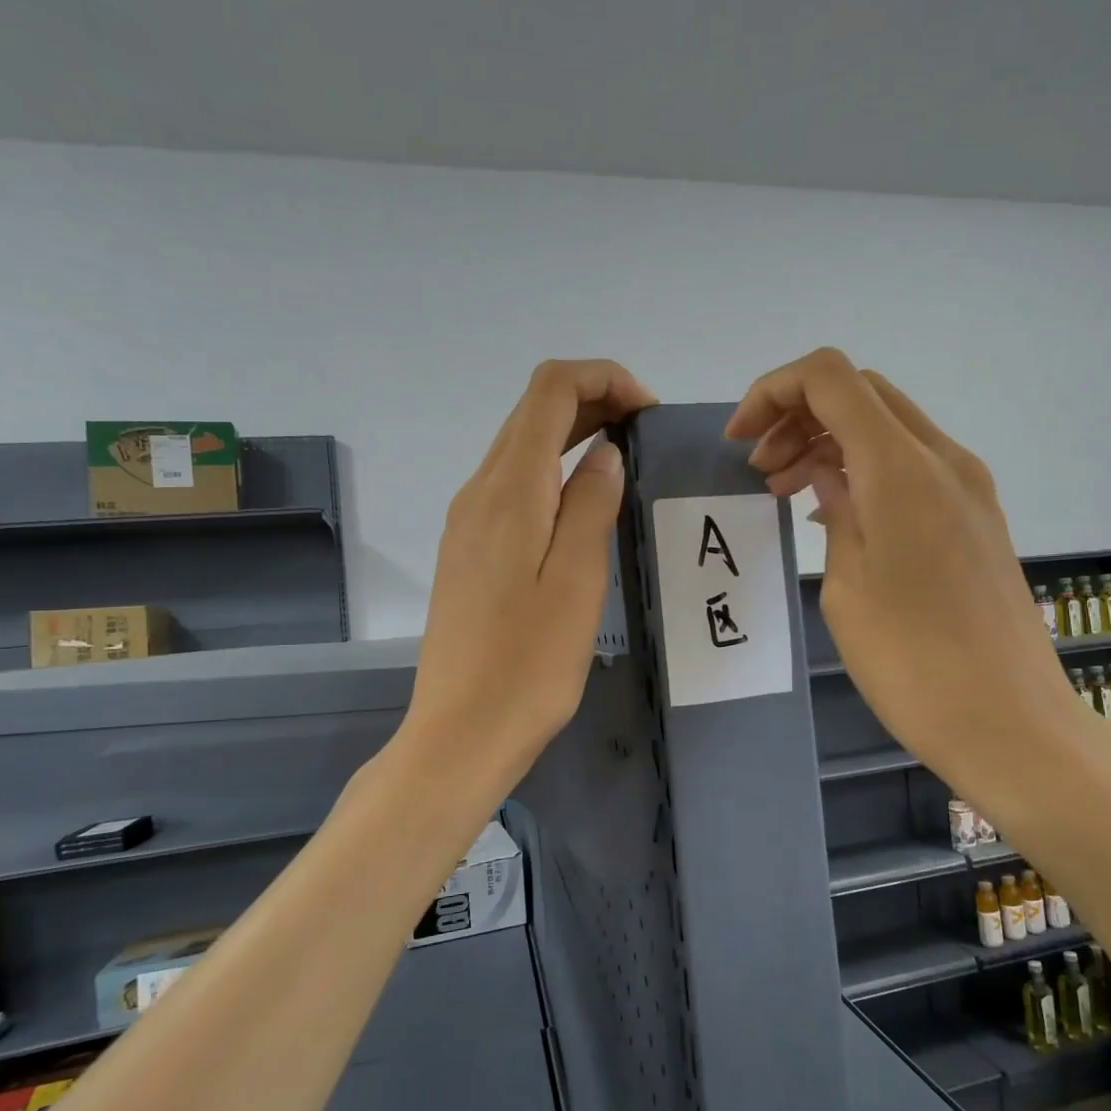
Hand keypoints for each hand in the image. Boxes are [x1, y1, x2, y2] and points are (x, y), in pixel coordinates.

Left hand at [404, 360, 656, 800]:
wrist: (462, 731)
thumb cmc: (530, 663)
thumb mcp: (578, 581)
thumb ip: (592, 503)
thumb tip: (605, 451)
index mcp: (509, 490)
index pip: (550, 390)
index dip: (603, 379)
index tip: (648, 412)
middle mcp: (479, 492)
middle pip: (532, 412)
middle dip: (592, 401)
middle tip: (645, 433)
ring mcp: (466, 522)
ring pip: (520, 447)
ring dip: (571, 435)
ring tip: (623, 462)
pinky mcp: (467, 551)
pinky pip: (511, 486)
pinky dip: (551, 472)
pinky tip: (581, 507)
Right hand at [727, 349, 1110, 834]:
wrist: (1011, 723)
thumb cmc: (912, 663)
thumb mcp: (847, 585)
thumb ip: (835, 509)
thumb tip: (828, 474)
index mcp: (901, 468)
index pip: (830, 378)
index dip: (774, 392)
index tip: (740, 441)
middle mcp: (943, 460)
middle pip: (861, 393)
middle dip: (799, 415)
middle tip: (760, 469)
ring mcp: (969, 487)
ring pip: (887, 427)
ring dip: (830, 441)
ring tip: (786, 490)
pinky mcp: (978, 517)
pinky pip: (912, 466)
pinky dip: (865, 468)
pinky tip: (835, 512)